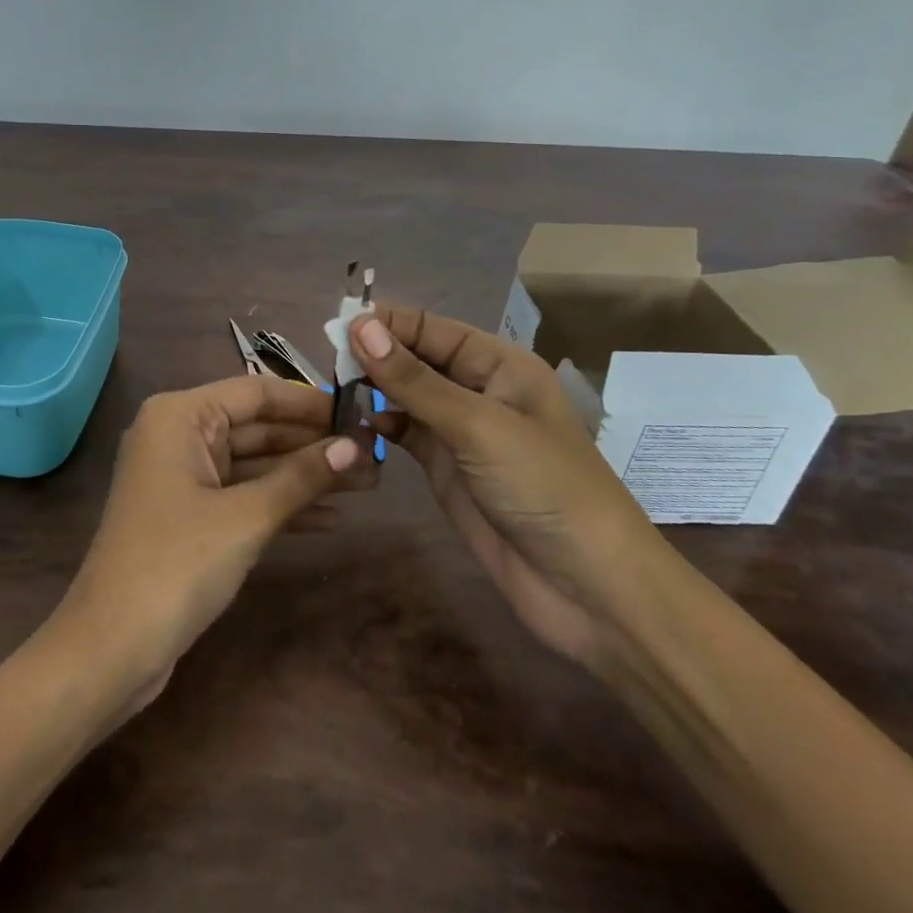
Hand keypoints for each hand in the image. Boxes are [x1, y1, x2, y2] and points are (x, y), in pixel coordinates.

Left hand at [56, 376, 363, 710]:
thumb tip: (356, 446)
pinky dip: (280, 503)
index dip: (309, 403)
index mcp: (180, 415)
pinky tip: (329, 516)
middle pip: (256, 428)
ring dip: (303, 476)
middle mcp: (177, 435)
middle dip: (313, 444)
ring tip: (365, 484)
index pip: (256, 393)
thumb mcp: (246, 517)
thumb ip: (302, 477)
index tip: (359, 413)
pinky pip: (241, 494)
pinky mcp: (188, 515)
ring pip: (252, 464)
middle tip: (372, 456)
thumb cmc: (177, 564)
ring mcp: (181, 477)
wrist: (111, 648)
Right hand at [350, 307, 662, 666]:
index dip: (385, 323)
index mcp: (498, 364)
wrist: (588, 589)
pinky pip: (404, 432)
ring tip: (331, 390)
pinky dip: (379, 425)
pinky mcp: (445, 467)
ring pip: (405, 395)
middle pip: (415, 358)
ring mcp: (460, 431)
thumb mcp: (477, 426)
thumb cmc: (543, 488)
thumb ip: (414, 379)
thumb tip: (359, 326)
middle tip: (324, 360)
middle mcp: (478, 389)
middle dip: (373, 354)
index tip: (334, 326)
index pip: (431, 328)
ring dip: (372, 389)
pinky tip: (354, 426)